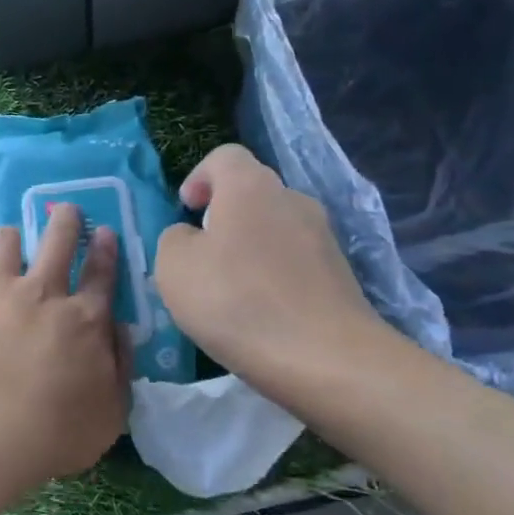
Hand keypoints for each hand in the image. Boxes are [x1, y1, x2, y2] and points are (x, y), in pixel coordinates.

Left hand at [0, 205, 130, 480]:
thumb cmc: (56, 430)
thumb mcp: (111, 412)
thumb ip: (120, 368)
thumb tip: (120, 332)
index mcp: (84, 319)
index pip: (101, 276)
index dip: (105, 252)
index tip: (104, 232)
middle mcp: (41, 295)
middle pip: (56, 243)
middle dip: (64, 223)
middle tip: (66, 211)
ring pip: (1, 248)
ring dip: (7, 240)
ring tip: (7, 239)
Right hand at [156, 145, 393, 403]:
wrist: (325, 357)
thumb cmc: (237, 302)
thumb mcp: (174, 268)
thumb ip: (173, 239)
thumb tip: (190, 237)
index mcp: (250, 186)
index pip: (224, 156)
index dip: (199, 177)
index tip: (186, 210)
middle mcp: (292, 199)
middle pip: (252, 192)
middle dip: (223, 216)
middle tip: (201, 255)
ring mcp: (322, 236)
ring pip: (275, 228)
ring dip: (249, 248)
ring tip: (230, 291)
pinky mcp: (340, 273)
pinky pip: (295, 261)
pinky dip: (274, 276)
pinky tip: (262, 313)